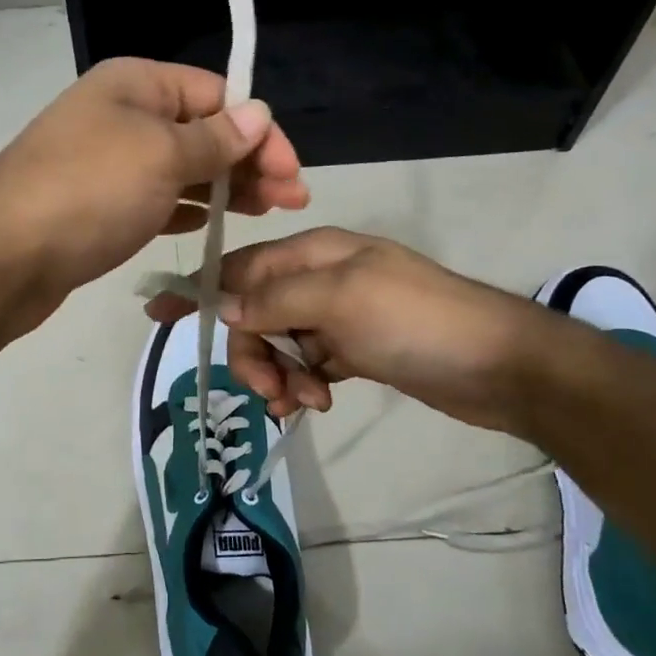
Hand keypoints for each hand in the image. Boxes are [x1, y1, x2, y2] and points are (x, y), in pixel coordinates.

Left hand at [0, 58, 308, 325]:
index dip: (259, 130)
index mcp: (135, 84)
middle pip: (200, 131)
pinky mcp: (97, 206)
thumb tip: (258, 114)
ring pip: (180, 168)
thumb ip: (215, 139)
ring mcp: (105, 163)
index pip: (216, 94)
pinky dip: (185, 208)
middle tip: (289, 201)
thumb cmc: (89, 192)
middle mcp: (120, 114)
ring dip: (223, 187)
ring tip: (263, 213)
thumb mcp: (162, 156)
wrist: (1, 256)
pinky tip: (210, 225)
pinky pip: (154, 199)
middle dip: (248, 162)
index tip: (291, 174)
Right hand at [145, 227, 562, 434]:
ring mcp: (339, 316)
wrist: (500, 364)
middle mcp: (321, 279)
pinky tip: (316, 401)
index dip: (198, 289)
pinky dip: (302, 382)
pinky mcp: (356, 349)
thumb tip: (224, 306)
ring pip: (278, 342)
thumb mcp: (339, 299)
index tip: (155, 313)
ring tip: (302, 402)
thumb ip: (276, 299)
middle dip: (252, 351)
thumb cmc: (416, 321)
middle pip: (256, 312)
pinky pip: (306, 363)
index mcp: (314, 253)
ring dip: (277, 374)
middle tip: (269, 389)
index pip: (240, 267)